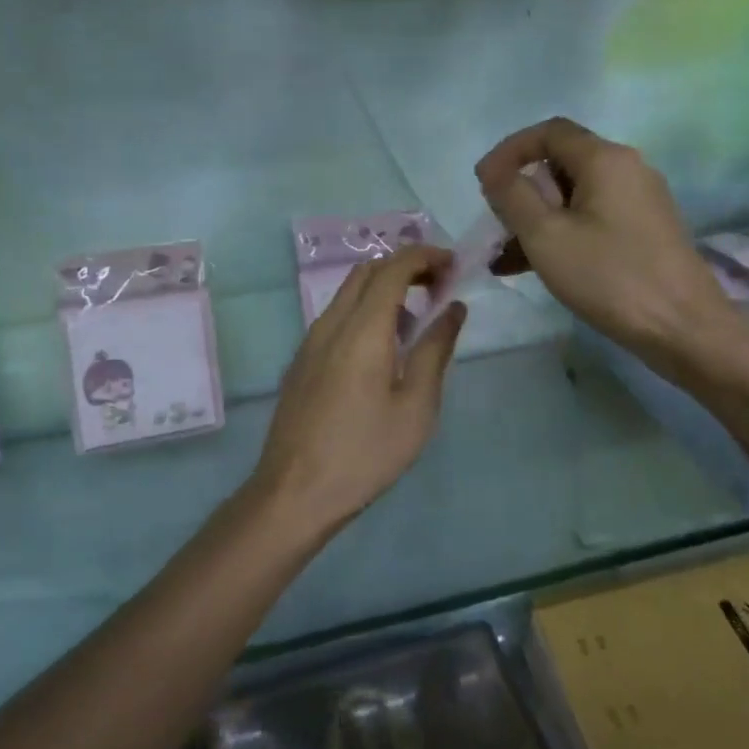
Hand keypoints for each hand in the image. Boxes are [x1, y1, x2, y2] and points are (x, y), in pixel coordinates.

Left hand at [250, 246, 465, 535]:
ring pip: (350, 292)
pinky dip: (366, 309)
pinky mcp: (303, 360)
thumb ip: (436, 350)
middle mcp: (332, 322)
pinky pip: (338, 316)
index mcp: (363, 328)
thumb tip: (454, 308)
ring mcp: (311, 340)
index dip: (425, 256)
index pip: (394, 267)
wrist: (294, 493)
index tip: (454, 265)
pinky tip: (384, 349)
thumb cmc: (365, 453)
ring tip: (417, 320)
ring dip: (385, 288)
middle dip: (406, 266)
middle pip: (368, 271)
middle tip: (439, 287)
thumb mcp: (416, 406)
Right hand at [476, 117, 740, 385]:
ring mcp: (640, 201)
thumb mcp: (546, 236)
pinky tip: (535, 268)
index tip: (483, 183)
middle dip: (522, 191)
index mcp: (605, 159)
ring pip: (575, 197)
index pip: (549, 132)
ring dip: (537, 219)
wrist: (685, 329)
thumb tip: (494, 170)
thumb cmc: (610, 277)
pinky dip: (562, 234)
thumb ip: (512, 196)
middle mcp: (627, 169)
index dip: (510, 150)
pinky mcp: (645, 231)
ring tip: (505, 256)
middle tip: (496, 225)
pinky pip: (592, 220)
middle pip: (561, 164)